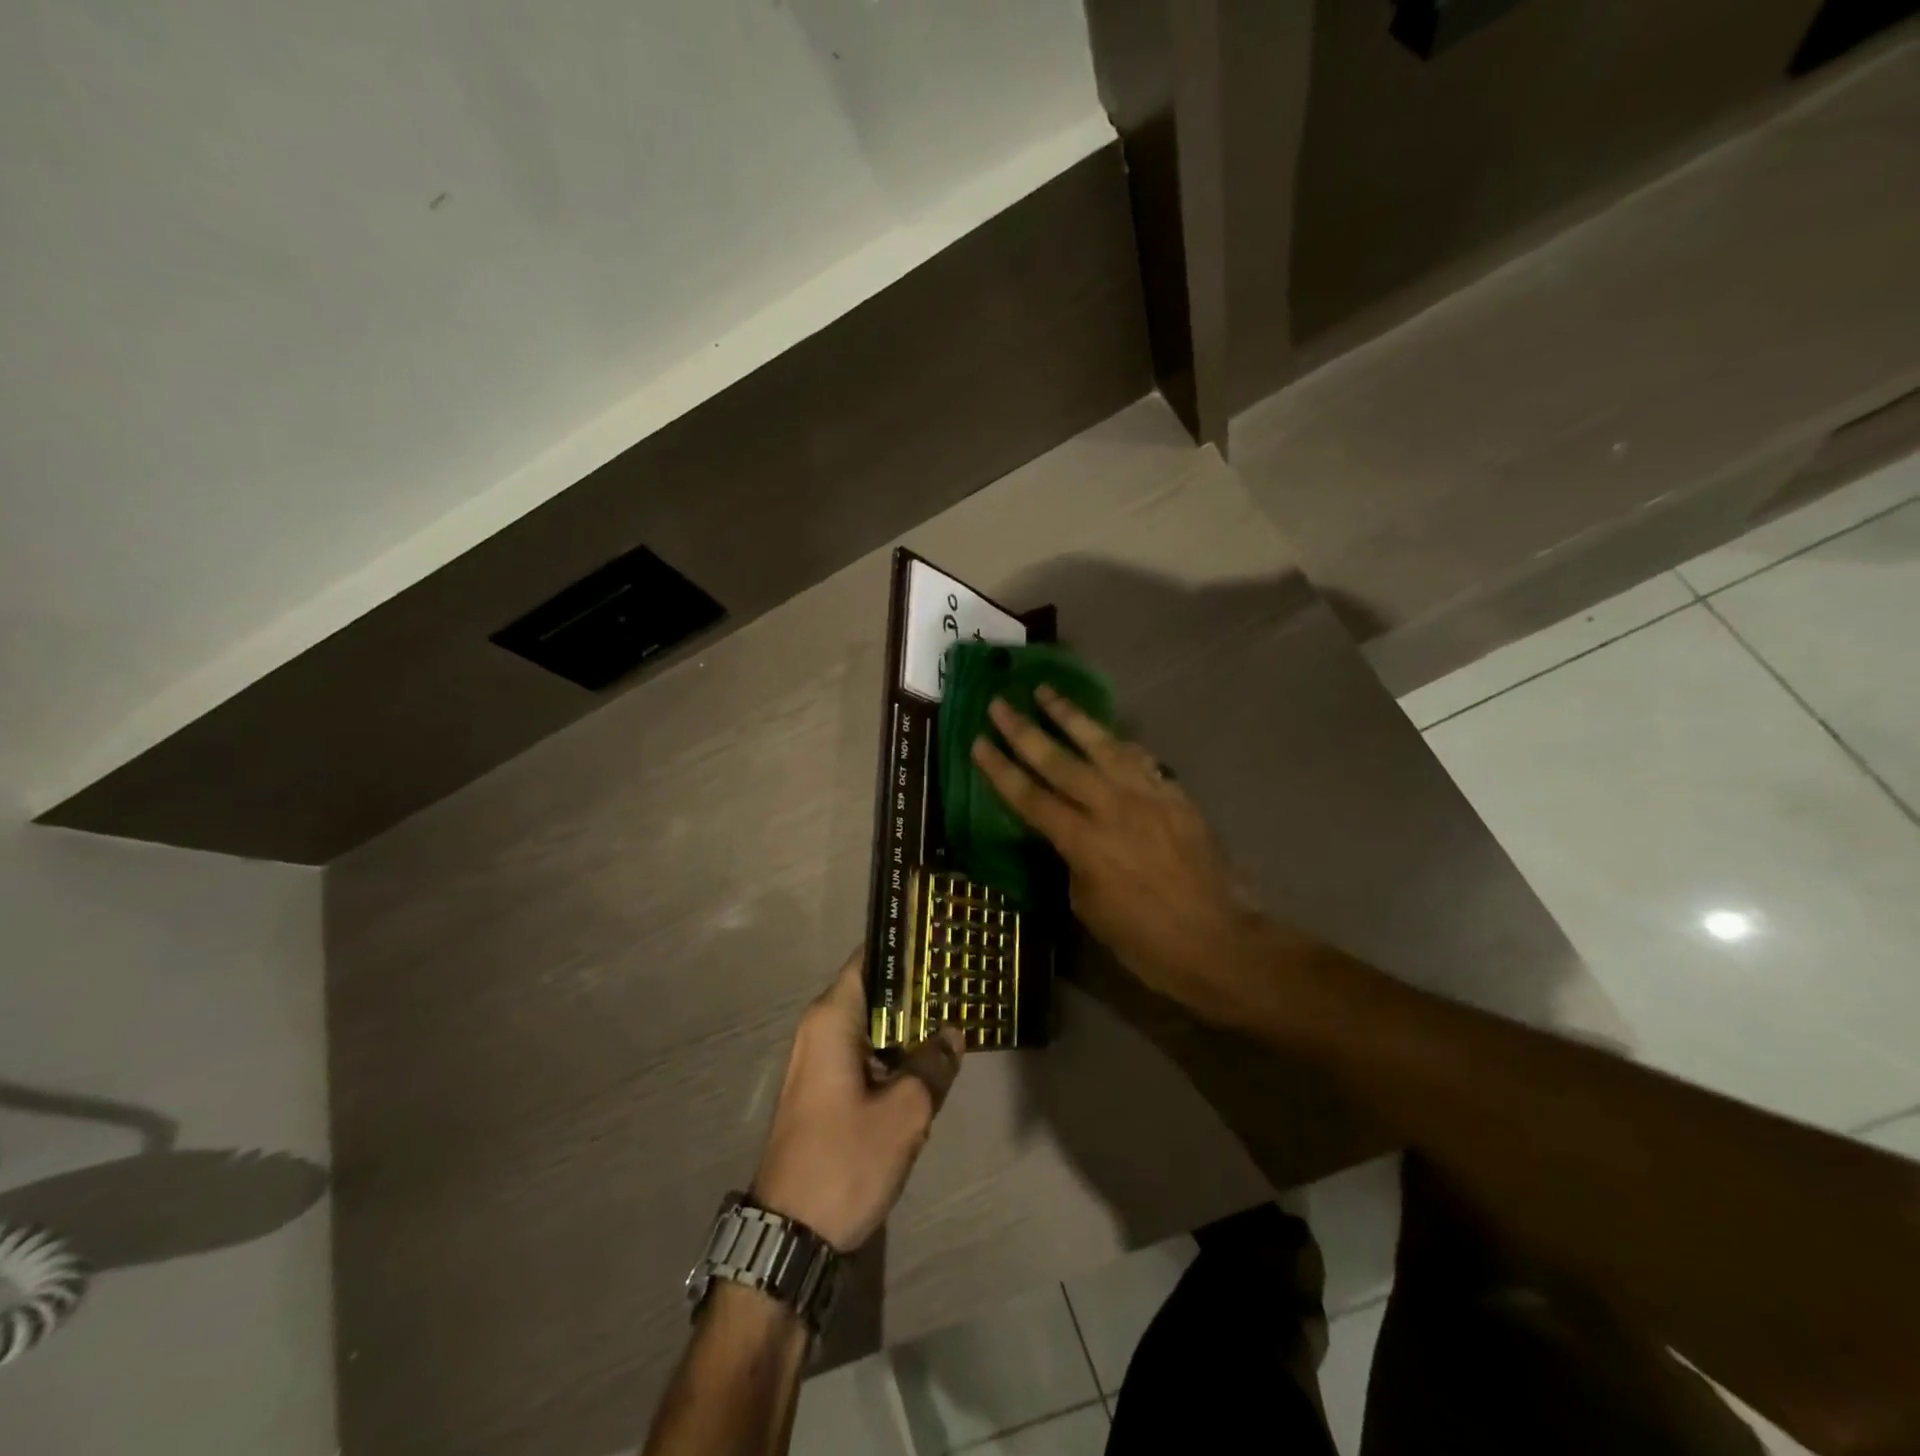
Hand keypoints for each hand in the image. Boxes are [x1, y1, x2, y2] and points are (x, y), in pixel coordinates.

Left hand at [751, 950, 964, 1251]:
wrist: (789, 1236)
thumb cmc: (845, 1160)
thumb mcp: (905, 1112)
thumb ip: (933, 1064)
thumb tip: (953, 1035)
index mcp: (832, 1019)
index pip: (869, 960)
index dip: (905, 947)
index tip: (942, 941)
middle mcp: (819, 1029)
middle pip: (873, 991)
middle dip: (915, 990)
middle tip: (961, 981)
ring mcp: (818, 1061)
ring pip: (870, 1025)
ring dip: (907, 1025)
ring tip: (954, 1016)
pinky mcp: (823, 1090)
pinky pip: (863, 1053)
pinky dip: (893, 1052)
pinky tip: (928, 1061)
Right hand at [971, 688, 1270, 1023]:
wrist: (1221, 943)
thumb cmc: (1146, 942)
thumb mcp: (1090, 909)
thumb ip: (1074, 863)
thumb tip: (1071, 838)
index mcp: (1084, 843)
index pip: (1031, 797)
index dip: (1001, 769)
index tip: (978, 742)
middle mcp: (1112, 808)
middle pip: (1059, 761)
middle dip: (1025, 730)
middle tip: (1000, 703)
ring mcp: (1147, 796)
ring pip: (1102, 745)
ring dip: (1071, 717)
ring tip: (1046, 692)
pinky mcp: (1175, 796)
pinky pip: (1141, 759)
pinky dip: (1119, 743)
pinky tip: (1108, 734)